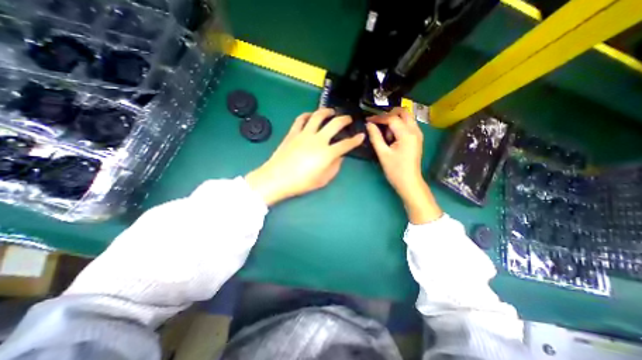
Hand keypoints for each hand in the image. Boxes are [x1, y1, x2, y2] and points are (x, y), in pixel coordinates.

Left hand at [247, 106, 364, 205]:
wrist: (277, 178)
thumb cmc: (301, 182)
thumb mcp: (323, 180)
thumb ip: (334, 167)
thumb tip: (339, 157)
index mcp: (327, 153)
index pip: (346, 144)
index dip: (356, 140)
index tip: (361, 136)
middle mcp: (318, 139)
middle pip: (335, 124)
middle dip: (345, 120)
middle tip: (348, 119)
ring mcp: (304, 134)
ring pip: (318, 116)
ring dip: (327, 111)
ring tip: (331, 111)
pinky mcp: (293, 133)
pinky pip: (300, 119)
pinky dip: (307, 115)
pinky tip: (310, 115)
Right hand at [366, 107, 441, 223]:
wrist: (409, 182)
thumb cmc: (395, 170)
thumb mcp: (383, 153)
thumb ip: (375, 137)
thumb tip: (369, 125)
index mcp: (407, 134)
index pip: (392, 118)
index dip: (378, 117)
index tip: (368, 120)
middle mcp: (415, 130)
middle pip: (404, 112)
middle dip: (389, 114)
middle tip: (377, 122)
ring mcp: (418, 134)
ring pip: (407, 117)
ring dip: (395, 120)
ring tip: (385, 133)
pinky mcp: (417, 139)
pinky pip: (408, 125)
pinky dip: (399, 125)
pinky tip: (391, 136)